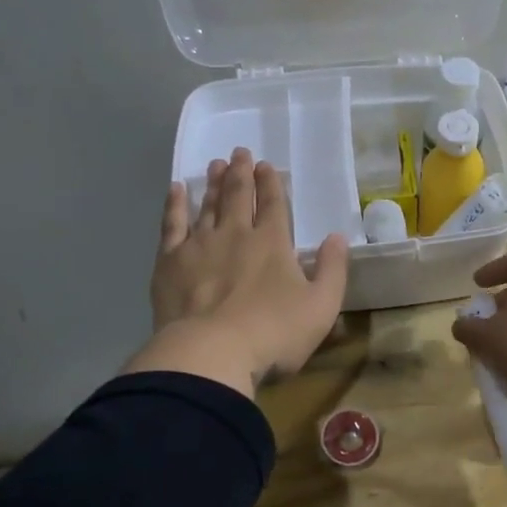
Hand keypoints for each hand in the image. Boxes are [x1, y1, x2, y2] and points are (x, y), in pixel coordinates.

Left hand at [122, 148, 350, 397]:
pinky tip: (175, 191)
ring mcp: (199, 245)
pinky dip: (174, 205)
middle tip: (239, 152)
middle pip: (237, 195)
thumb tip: (337, 237)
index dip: (270, 183)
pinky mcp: (170, 262)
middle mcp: (235, 234)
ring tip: (214, 165)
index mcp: (272, 242)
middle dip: (240, 172)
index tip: (265, 165)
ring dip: (212, 183)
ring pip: (206, 205)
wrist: (210, 354)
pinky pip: (172, 224)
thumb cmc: (273, 333)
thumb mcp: (321, 307)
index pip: (273, 203)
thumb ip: (332, 269)